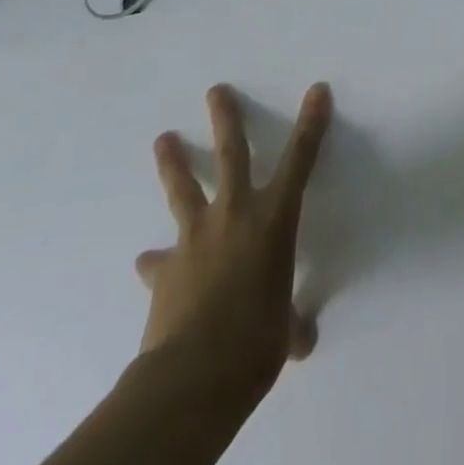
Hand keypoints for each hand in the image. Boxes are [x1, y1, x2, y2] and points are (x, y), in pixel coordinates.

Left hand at [134, 82, 332, 403]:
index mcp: (274, 220)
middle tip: (215, 91)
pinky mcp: (164, 270)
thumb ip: (290, 324)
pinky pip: (159, 261)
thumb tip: (299, 339)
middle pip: (232, 154)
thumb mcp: (284, 331)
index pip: (301, 160)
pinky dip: (155, 261)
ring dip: (174, 163)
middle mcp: (235, 215)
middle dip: (226, 120)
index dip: (311, 123)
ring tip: (163, 139)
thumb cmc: (257, 341)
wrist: (195, 374)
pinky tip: (147, 262)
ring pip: (184, 189)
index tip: (317, 90)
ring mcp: (195, 238)